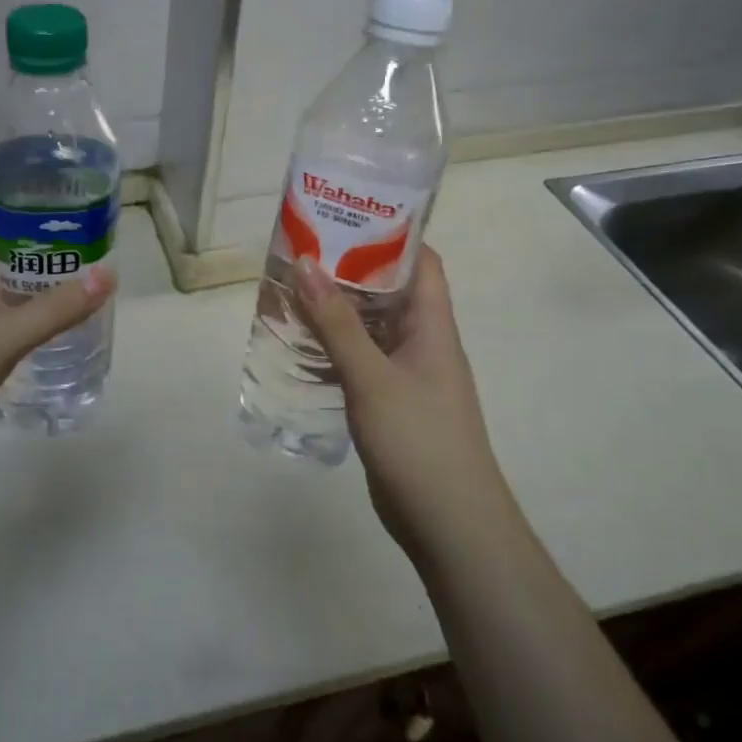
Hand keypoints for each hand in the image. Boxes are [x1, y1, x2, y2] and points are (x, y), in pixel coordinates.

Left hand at [0, 187, 115, 467]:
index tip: (53, 175)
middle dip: (29, 221)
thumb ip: (58, 308)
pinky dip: (12, 294)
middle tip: (76, 220)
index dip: (12, 178)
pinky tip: (38, 307)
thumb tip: (109, 275)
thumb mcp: (6, 335)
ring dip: (22, 260)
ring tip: (67, 258)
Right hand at [293, 249, 502, 559]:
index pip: (420, 261)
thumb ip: (337, 323)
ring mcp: (407, 375)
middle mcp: (423, 343)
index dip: (389, 233)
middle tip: (302, 250)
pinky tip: (300, 346)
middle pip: (389, 291)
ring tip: (291, 290)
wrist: (449, 526)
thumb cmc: (419, 441)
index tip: (345, 215)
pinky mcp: (391, 403)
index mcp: (432, 326)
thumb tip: (307, 263)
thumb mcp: (372, 377)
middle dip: (349, 269)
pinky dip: (334, 348)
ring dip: (337, 310)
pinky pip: (361, 361)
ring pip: (371, 328)